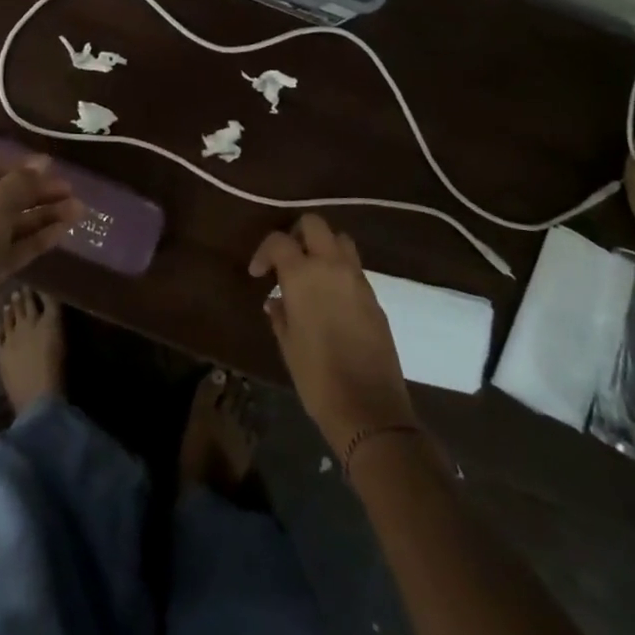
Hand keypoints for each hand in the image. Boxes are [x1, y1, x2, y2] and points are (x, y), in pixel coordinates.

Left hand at [0, 154, 80, 331]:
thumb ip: (22, 182)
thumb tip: (43, 162)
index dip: (23, 168)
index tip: (54, 168)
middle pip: (3, 198)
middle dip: (39, 194)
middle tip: (72, 192)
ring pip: (11, 225)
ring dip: (43, 216)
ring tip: (79, 210)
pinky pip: (12, 248)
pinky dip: (36, 239)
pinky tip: (63, 231)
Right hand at [250, 214, 415, 453]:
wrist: (370, 410)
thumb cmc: (317, 378)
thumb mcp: (288, 345)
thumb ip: (280, 314)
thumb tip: (276, 300)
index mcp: (303, 274)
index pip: (279, 240)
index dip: (264, 251)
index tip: (258, 274)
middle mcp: (332, 266)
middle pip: (314, 224)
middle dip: (297, 234)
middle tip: (287, 260)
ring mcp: (358, 280)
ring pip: (340, 240)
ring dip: (323, 247)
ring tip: (311, 273)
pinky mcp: (375, 297)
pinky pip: (354, 268)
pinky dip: (340, 270)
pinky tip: (331, 299)